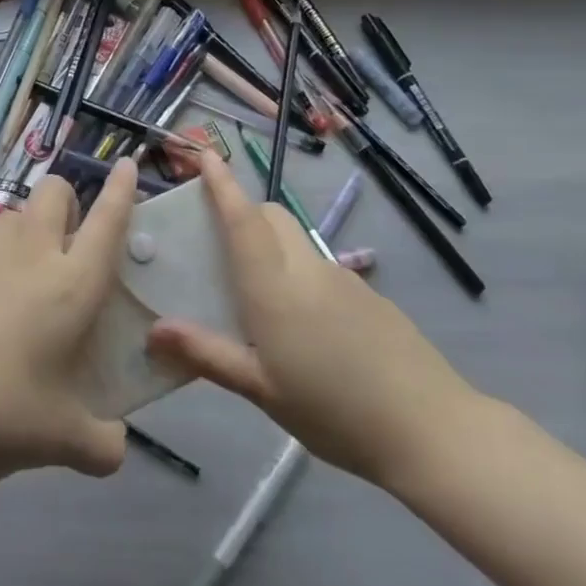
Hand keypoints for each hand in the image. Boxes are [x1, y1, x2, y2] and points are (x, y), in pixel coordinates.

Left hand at [0, 163, 136, 479]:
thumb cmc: (1, 412)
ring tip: (19, 278)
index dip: (123, 189)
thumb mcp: (64, 440)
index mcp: (72, 283)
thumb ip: (103, 444)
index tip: (128, 165)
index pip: (107, 220)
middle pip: (54, 191)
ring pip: (13, 214)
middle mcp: (32, 253)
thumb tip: (114, 448)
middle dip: (67, 201)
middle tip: (65, 243)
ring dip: (26, 231)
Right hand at [146, 152, 481, 490]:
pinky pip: (321, 268)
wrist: (431, 429)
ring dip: (271, 246)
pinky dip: (299, 274)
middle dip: (244, 212)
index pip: (243, 220)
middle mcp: (307, 270)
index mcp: (274, 288)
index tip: (206, 155)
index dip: (223, 185)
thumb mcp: (261, 390)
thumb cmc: (333, 411)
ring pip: (297, 241)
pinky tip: (304, 328)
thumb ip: (207, 353)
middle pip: (272, 217)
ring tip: (257, 298)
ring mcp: (343, 279)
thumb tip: (154, 330)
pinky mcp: (369, 296)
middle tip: (219, 246)